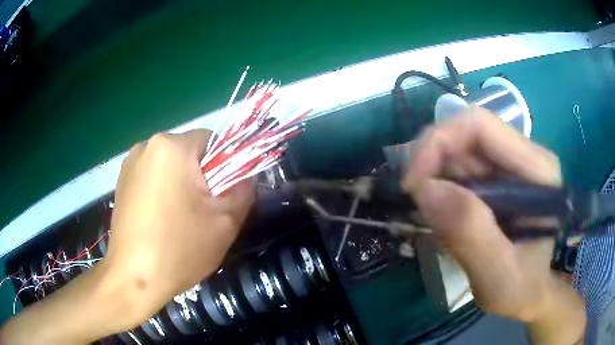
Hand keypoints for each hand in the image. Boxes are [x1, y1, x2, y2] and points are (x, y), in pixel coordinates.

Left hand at [105, 130, 253, 325]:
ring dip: (181, 185)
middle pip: (189, 154)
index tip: (222, 197)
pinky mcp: (120, 182)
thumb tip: (246, 176)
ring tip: (179, 220)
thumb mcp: (225, 222)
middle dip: (202, 178)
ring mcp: (129, 164)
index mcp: (173, 147)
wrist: (133, 278)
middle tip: (203, 213)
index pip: (212, 141)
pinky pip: (152, 178)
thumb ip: (244, 190)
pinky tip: (160, 222)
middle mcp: (147, 146)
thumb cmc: (179, 248)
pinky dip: (162, 193)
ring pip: (170, 167)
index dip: (225, 167)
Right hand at [402, 108, 584, 343]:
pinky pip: (458, 168)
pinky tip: (441, 214)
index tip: (412, 183)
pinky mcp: (496, 178)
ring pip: (458, 150)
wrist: (529, 295)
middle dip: (432, 162)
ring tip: (430, 216)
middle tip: (413, 200)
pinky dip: (440, 187)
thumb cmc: (521, 290)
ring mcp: (510, 166)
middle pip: (466, 135)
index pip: (481, 126)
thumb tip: (426, 189)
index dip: (439, 142)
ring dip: (434, 177)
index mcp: (537, 169)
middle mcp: (524, 156)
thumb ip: (471, 235)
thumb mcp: (498, 276)